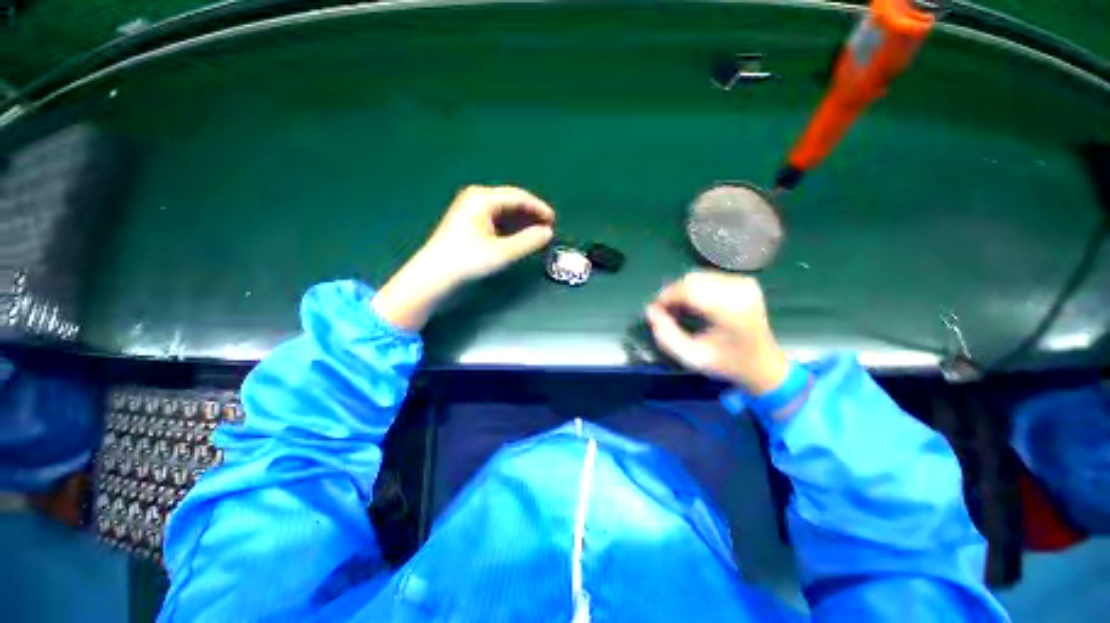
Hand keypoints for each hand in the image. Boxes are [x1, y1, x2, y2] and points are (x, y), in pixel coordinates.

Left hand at [420, 185, 555, 282]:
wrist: (433, 277)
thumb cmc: (467, 261)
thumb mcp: (502, 253)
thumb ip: (528, 241)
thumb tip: (548, 233)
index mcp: (482, 198)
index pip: (518, 197)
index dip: (539, 208)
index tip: (554, 221)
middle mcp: (477, 199)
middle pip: (512, 202)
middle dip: (531, 216)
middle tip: (548, 230)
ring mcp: (472, 211)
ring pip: (505, 212)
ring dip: (522, 223)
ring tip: (538, 236)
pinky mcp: (470, 224)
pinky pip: (497, 221)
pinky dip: (511, 229)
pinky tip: (520, 238)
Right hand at [645, 271, 789, 394]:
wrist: (763, 363)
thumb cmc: (727, 363)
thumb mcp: (691, 357)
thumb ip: (666, 335)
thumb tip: (650, 310)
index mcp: (730, 309)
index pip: (688, 290)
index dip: (666, 297)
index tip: (656, 311)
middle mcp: (739, 289)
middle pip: (691, 279)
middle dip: (673, 293)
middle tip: (666, 313)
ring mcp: (743, 283)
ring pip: (698, 276)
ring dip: (683, 291)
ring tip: (680, 311)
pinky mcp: (744, 281)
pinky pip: (708, 277)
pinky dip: (695, 289)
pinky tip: (695, 306)